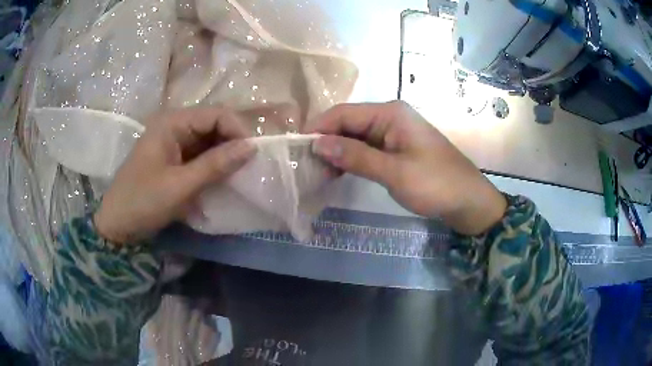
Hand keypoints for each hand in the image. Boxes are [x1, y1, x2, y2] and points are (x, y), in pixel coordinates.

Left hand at [94, 107, 255, 243]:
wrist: (117, 224)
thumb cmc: (143, 202)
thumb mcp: (180, 186)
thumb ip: (215, 165)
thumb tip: (252, 147)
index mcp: (172, 123)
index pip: (216, 114)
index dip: (238, 130)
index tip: (254, 155)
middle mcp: (174, 126)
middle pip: (214, 125)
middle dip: (233, 143)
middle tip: (250, 167)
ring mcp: (174, 142)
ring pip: (209, 140)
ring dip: (225, 155)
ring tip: (240, 174)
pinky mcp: (174, 158)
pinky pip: (201, 155)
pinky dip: (214, 165)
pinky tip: (223, 178)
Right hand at [307, 101, 505, 234]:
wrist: (468, 200)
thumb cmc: (435, 184)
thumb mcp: (394, 172)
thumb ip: (355, 156)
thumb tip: (317, 143)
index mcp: (390, 113)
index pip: (344, 113)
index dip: (318, 128)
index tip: (297, 149)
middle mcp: (390, 116)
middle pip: (348, 123)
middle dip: (326, 141)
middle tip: (306, 165)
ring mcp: (394, 132)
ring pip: (356, 136)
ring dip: (338, 151)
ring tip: (319, 172)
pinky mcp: (397, 147)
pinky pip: (367, 147)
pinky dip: (352, 158)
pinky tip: (339, 172)